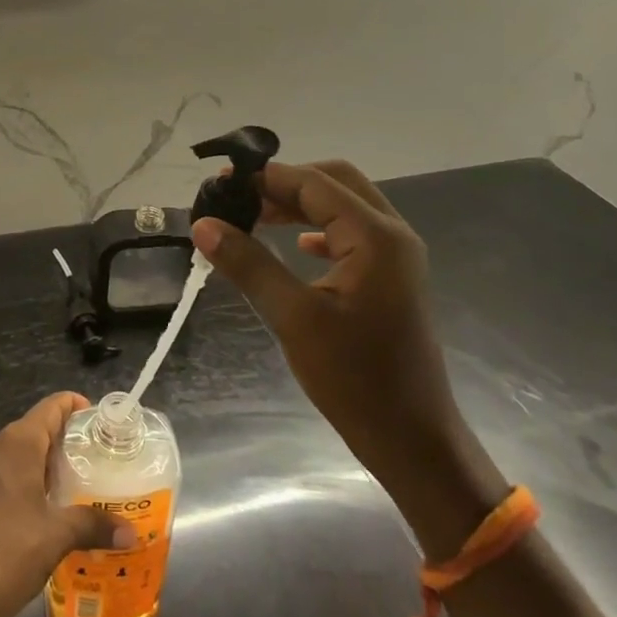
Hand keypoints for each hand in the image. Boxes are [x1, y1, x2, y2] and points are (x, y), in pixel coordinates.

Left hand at [0, 392, 124, 616]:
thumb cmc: (10, 552)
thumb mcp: (58, 536)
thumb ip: (94, 525)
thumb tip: (131, 532)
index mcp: (16, 443)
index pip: (50, 407)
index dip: (74, 405)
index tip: (100, 420)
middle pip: (37, 427)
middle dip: (67, 438)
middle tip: (100, 456)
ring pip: (22, 452)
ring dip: (50, 462)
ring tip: (83, 481)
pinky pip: (10, 473)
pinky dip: (33, 479)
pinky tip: (53, 506)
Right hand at [191, 160, 462, 494]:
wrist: (413, 439)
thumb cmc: (355, 378)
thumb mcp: (294, 317)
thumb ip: (249, 264)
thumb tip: (203, 224)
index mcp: (375, 236)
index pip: (314, 183)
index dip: (265, 177)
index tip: (220, 182)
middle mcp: (391, 234)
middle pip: (334, 182)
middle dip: (285, 183)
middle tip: (239, 196)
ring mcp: (396, 256)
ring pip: (343, 207)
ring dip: (300, 204)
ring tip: (254, 216)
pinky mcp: (391, 278)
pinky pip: (351, 234)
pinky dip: (318, 229)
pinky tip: (295, 246)